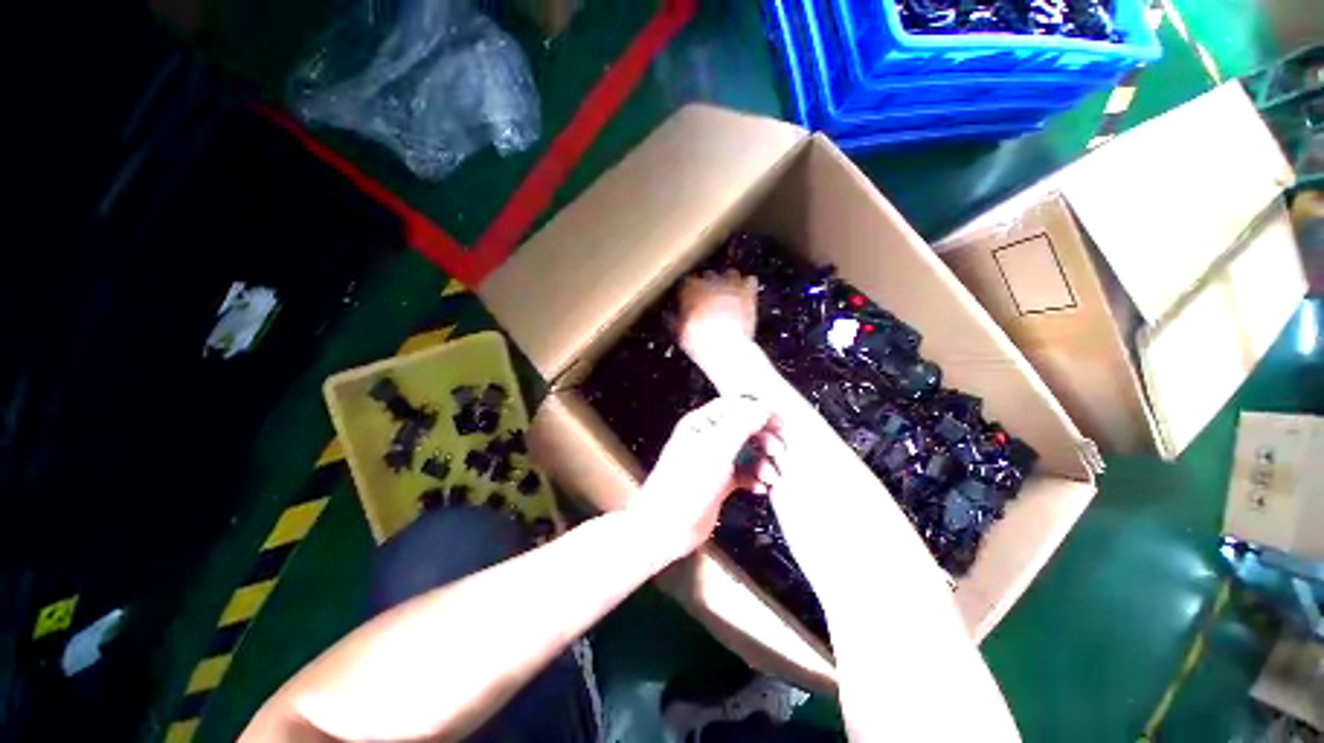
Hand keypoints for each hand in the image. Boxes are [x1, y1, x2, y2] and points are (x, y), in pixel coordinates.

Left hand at [627, 396, 778, 562]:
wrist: (667, 525)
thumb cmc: (686, 482)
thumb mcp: (717, 448)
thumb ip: (742, 425)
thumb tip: (763, 410)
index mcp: (702, 423)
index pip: (734, 406)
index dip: (757, 411)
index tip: (779, 422)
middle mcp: (708, 439)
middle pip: (744, 429)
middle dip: (764, 439)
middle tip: (780, 451)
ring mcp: (713, 461)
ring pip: (746, 453)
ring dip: (763, 462)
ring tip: (772, 476)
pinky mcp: (719, 482)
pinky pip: (743, 474)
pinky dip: (755, 478)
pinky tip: (761, 488)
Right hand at [676, 270, 758, 355]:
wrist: (728, 349)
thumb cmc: (701, 342)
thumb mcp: (680, 333)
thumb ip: (674, 320)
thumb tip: (669, 315)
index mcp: (692, 290)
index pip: (686, 283)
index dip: (686, 293)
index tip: (686, 301)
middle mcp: (711, 282)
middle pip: (707, 276)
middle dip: (706, 286)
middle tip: (705, 301)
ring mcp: (732, 286)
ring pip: (729, 273)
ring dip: (726, 282)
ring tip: (725, 294)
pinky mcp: (749, 294)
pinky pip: (750, 280)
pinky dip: (746, 286)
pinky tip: (743, 294)